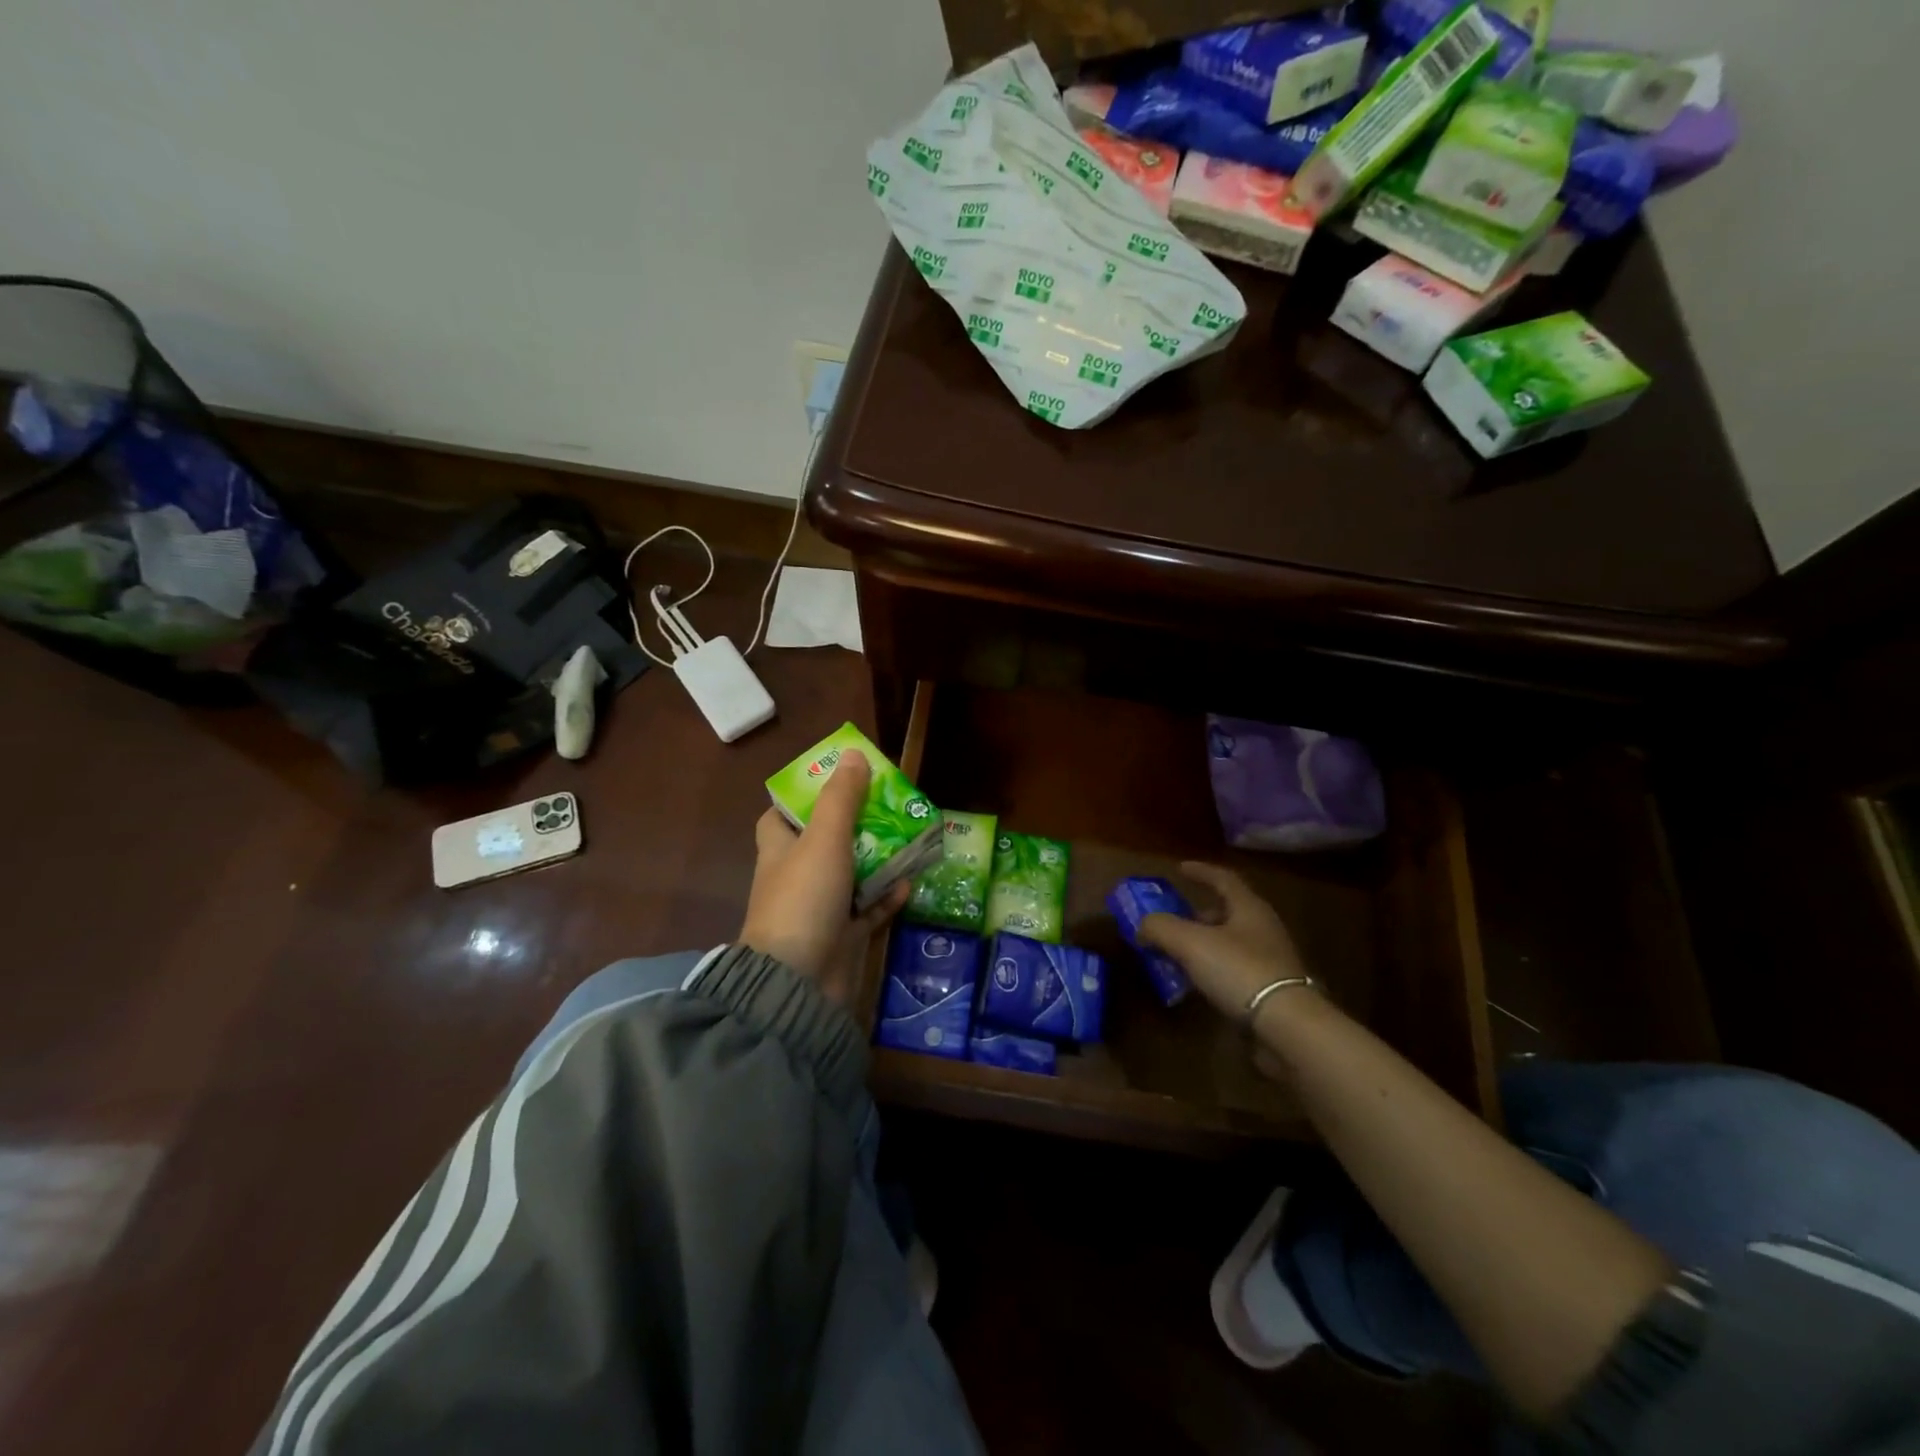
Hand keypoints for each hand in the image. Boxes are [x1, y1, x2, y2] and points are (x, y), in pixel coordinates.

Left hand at [740, 749, 909, 1005]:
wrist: (798, 983)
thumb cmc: (804, 900)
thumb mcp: (824, 839)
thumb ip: (841, 798)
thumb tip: (853, 754)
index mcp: (780, 849)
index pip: (783, 814)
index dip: (806, 795)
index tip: (838, 780)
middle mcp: (797, 875)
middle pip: (826, 840)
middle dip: (857, 823)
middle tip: (890, 804)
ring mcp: (820, 907)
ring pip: (852, 873)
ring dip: (879, 858)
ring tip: (910, 836)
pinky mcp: (842, 935)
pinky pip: (869, 909)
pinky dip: (887, 896)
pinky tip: (910, 883)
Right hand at [1138, 862, 1313, 1023]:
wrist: (1287, 1025)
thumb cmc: (1239, 969)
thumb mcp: (1190, 942)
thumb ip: (1161, 927)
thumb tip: (1142, 926)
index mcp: (1249, 908)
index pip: (1223, 879)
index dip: (1200, 871)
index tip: (1179, 868)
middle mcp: (1263, 928)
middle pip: (1226, 912)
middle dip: (1197, 914)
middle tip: (1172, 920)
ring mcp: (1270, 961)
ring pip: (1229, 943)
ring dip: (1202, 944)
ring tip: (1176, 955)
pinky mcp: (1270, 990)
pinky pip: (1234, 970)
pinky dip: (1212, 970)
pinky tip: (1195, 983)